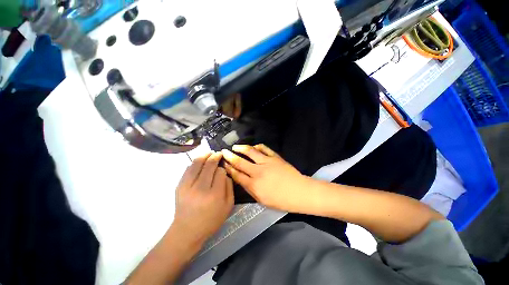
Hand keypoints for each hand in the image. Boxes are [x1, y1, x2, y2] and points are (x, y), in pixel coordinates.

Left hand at [172, 152, 233, 244]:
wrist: (187, 231)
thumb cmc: (211, 220)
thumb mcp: (228, 206)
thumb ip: (230, 187)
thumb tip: (226, 173)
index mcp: (214, 195)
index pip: (220, 172)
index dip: (223, 168)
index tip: (224, 168)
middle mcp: (200, 189)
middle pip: (209, 165)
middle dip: (215, 157)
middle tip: (219, 153)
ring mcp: (187, 186)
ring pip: (197, 164)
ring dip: (204, 155)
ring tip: (210, 153)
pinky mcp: (179, 186)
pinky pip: (188, 169)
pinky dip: (195, 162)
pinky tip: (200, 161)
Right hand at [221, 144, 308, 211]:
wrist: (300, 192)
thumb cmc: (281, 200)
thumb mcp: (262, 200)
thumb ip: (250, 189)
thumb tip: (241, 180)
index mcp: (254, 185)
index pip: (237, 175)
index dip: (229, 168)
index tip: (223, 163)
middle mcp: (258, 172)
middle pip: (240, 162)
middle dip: (230, 156)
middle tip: (224, 152)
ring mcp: (267, 162)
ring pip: (250, 152)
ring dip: (241, 148)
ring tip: (235, 146)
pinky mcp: (275, 157)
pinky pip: (264, 148)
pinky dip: (257, 146)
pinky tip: (253, 146)